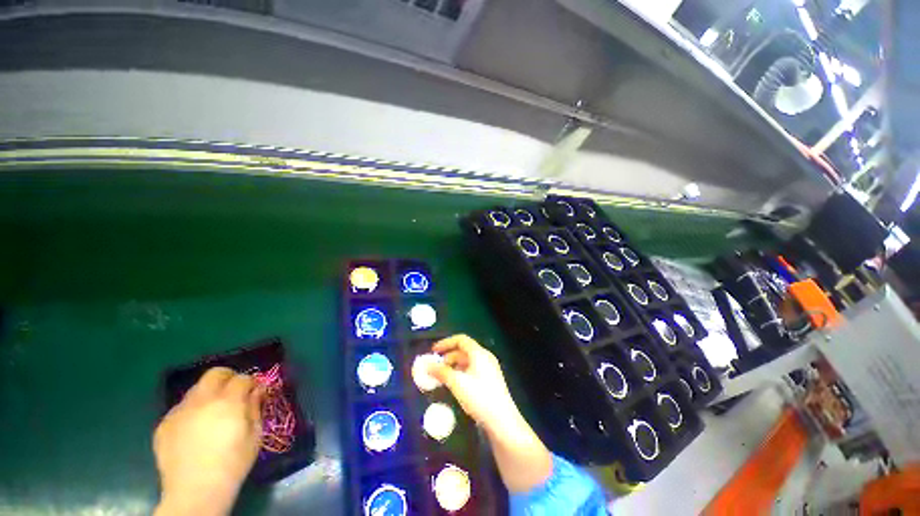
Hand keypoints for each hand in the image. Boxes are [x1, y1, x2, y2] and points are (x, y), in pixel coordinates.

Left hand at [153, 367, 264, 515]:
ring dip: (208, 394)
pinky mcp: (164, 425)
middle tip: (234, 390)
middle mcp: (202, 401)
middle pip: (214, 374)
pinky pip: (180, 408)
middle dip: (228, 377)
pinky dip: (191, 411)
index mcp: (228, 403)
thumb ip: (255, 408)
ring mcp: (179, 412)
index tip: (254, 391)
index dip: (250, 382)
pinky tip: (195, 429)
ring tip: (213, 412)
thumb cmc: (233, 464)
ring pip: (195, 389)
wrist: (195, 492)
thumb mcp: (254, 435)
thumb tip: (257, 390)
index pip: (242, 378)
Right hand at [428, 334, 516, 430]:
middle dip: (448, 356)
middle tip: (435, 367)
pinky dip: (461, 373)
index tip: (433, 351)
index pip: (461, 340)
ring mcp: (489, 369)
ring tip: (442, 377)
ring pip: (467, 361)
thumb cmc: (479, 397)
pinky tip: (454, 384)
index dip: (446, 343)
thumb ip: (441, 372)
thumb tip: (426, 365)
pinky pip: (472, 370)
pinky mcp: (490, 380)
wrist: (502, 422)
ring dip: (453, 366)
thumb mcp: (457, 383)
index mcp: (479, 353)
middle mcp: (485, 357)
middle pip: (464, 350)